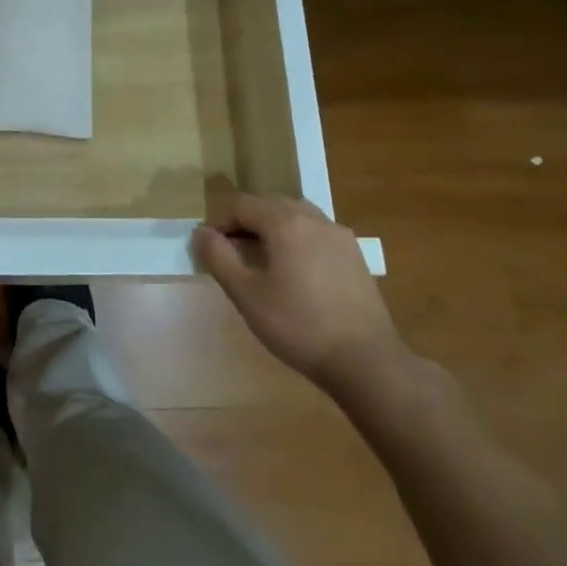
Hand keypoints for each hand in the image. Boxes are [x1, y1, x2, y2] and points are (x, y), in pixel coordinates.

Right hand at [194, 193, 408, 402]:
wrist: (365, 360)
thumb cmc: (298, 326)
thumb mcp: (246, 295)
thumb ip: (219, 257)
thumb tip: (201, 232)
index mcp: (285, 222)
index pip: (242, 205)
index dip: (221, 222)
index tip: (211, 248)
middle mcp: (313, 218)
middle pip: (270, 205)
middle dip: (246, 222)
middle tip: (233, 253)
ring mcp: (339, 234)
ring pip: (296, 216)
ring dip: (273, 228)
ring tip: (263, 260)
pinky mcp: (355, 254)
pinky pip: (317, 232)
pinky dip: (298, 239)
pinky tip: (296, 272)